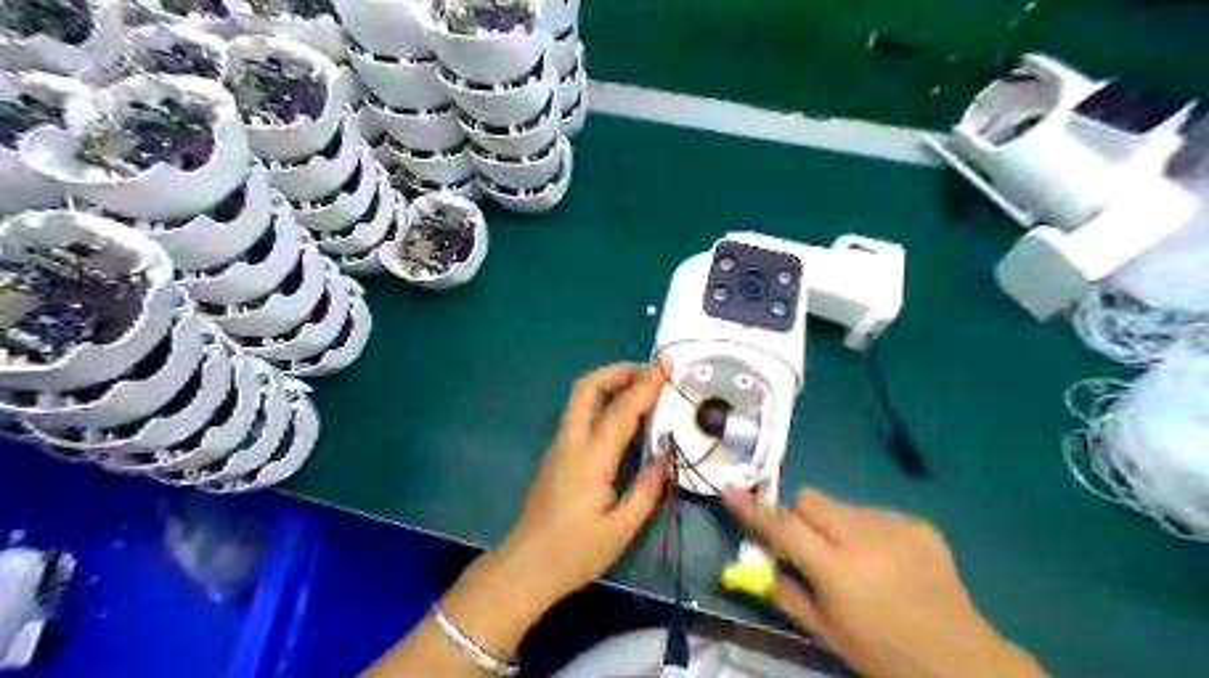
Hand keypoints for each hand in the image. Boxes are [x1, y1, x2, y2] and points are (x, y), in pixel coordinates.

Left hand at [493, 359, 669, 609]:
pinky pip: (579, 414)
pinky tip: (621, 414)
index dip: (646, 384)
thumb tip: (665, 460)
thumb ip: (645, 491)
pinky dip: (601, 401)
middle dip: (617, 371)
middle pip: (587, 387)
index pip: (621, 410)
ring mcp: (559, 446)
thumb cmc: (573, 553)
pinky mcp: (555, 454)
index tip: (666, 364)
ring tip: (639, 386)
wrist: (524, 568)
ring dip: (608, 382)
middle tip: (648, 371)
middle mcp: (571, 442)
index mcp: (591, 459)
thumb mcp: (620, 530)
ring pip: (579, 398)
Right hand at [721, 489, 1045, 677]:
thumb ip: (788, 592)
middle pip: (811, 499)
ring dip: (836, 524)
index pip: (784, 527)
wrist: (964, 663)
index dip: (754, 508)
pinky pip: (872, 513)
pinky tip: (886, 561)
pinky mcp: (918, 524)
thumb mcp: (827, 634)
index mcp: (839, 571)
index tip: (731, 490)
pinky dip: (867, 531)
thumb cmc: (884, 656)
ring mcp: (896, 527)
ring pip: (841, 505)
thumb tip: (768, 560)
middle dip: (802, 517)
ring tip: (857, 559)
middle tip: (813, 548)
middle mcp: (865, 539)